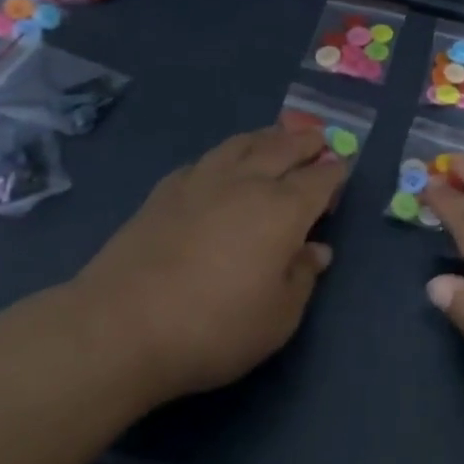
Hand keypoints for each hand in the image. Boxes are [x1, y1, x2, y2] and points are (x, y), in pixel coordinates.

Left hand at [70, 125, 345, 403]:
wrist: (120, 327)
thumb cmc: (214, 327)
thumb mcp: (278, 318)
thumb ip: (302, 277)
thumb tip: (317, 250)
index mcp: (283, 209)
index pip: (319, 179)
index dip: (335, 171)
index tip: (343, 167)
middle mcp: (247, 183)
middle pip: (283, 148)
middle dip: (305, 141)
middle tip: (317, 137)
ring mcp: (202, 182)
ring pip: (242, 144)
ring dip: (266, 137)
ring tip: (275, 136)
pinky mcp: (164, 192)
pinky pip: (205, 160)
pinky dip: (224, 155)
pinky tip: (221, 164)